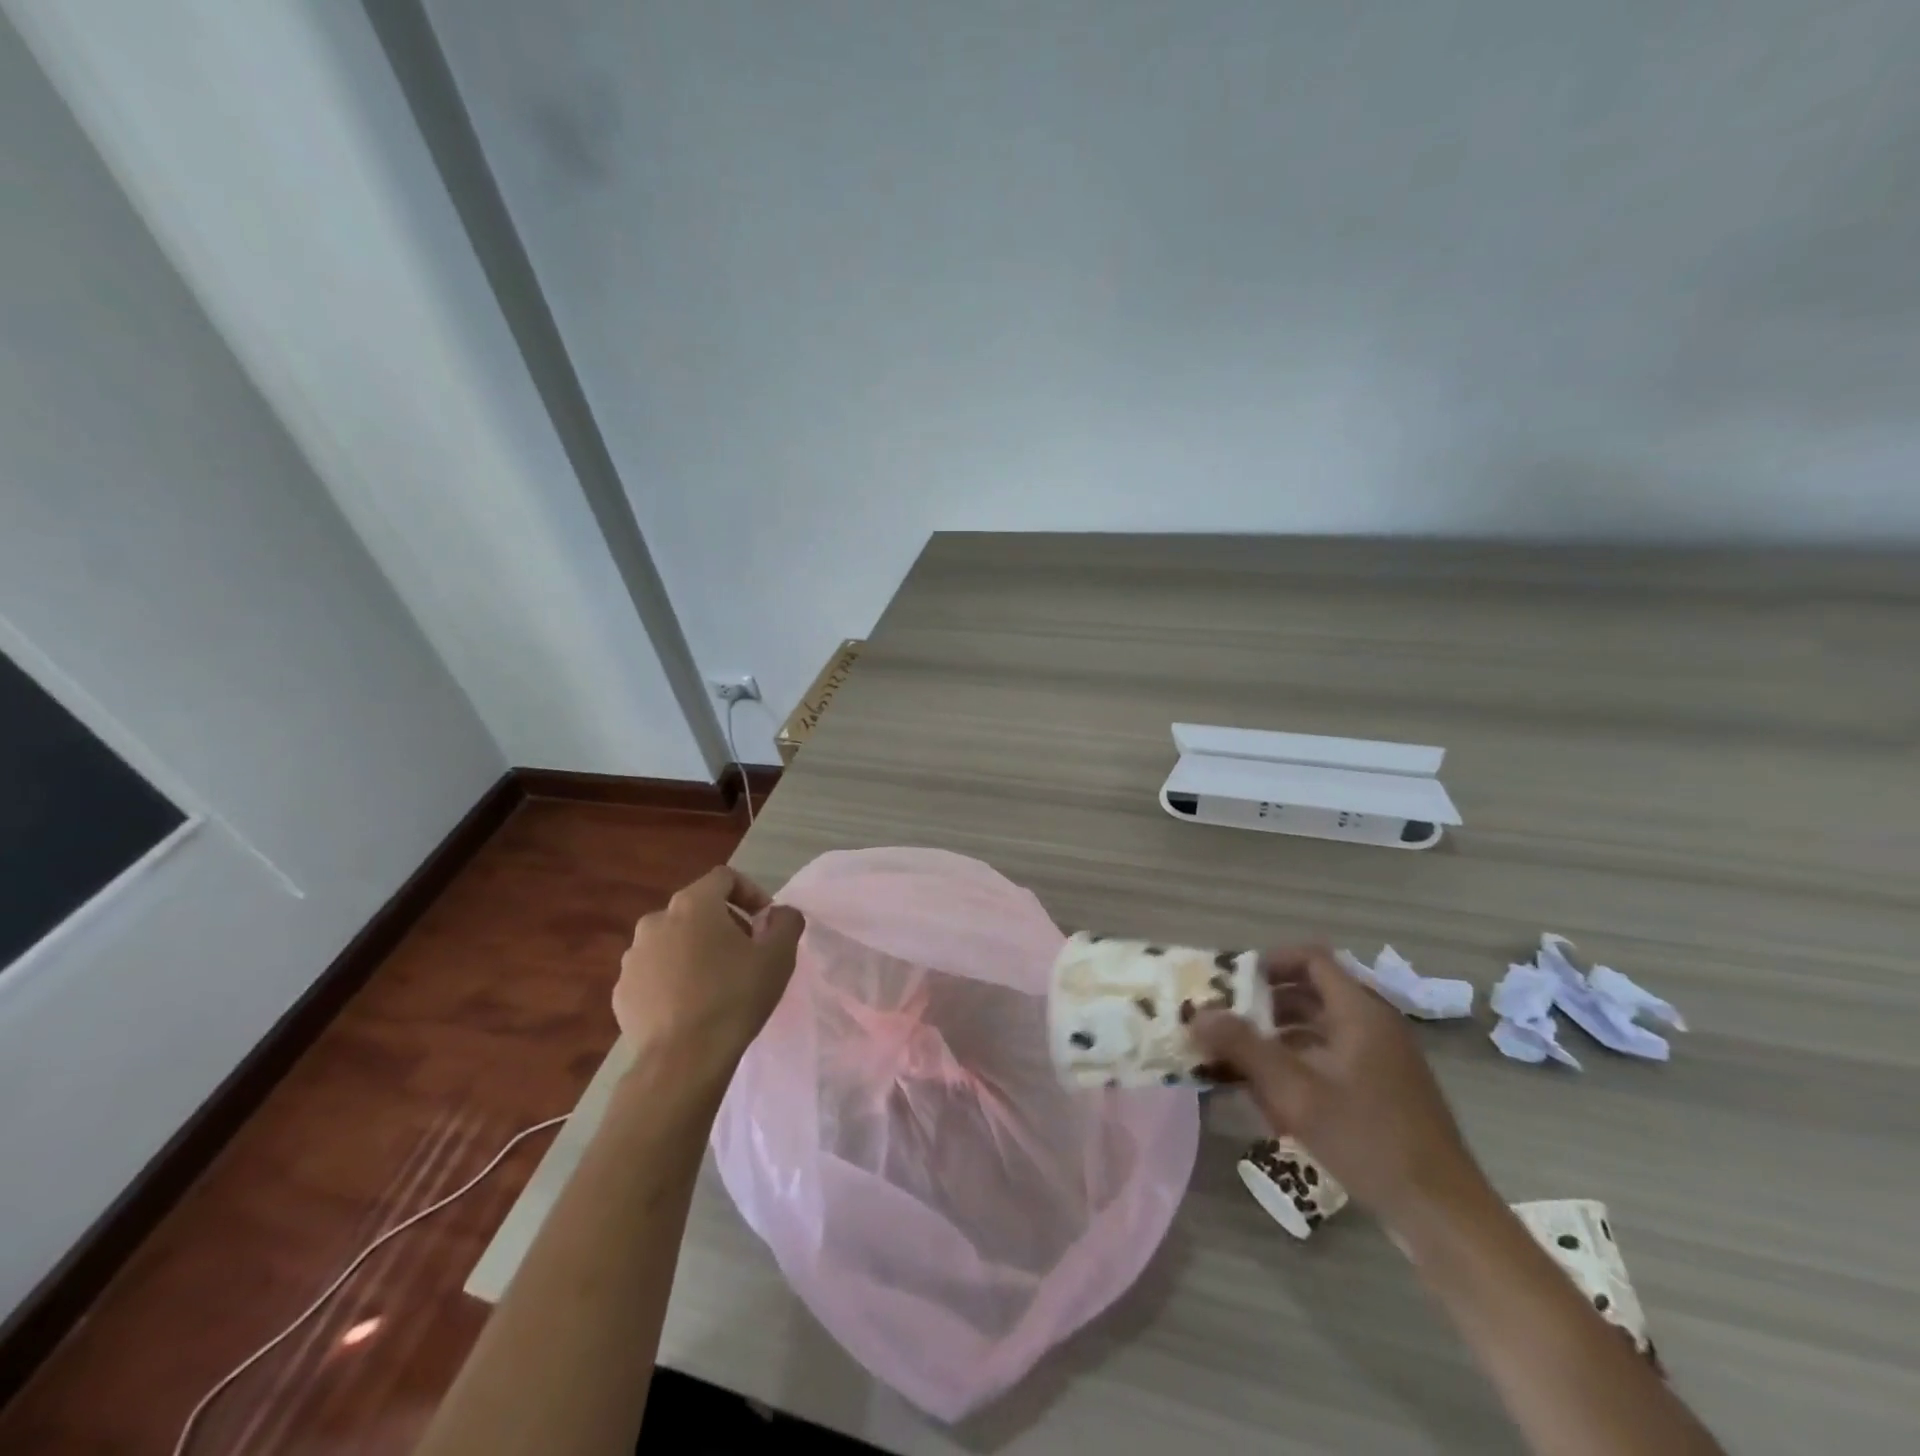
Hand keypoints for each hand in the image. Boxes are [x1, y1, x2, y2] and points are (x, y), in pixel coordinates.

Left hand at [613, 866, 804, 1094]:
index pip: (724, 878)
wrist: (683, 1061)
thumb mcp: (779, 955)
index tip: (765, 923)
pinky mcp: (621, 991)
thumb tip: (778, 914)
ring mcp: (633, 957)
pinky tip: (690, 1006)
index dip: (751, 893)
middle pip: (697, 909)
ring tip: (716, 983)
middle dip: (724, 924)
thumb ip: (786, 921)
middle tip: (745, 954)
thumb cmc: (735, 997)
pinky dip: (673, 978)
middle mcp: (656, 921)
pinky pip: (654, 972)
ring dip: (695, 951)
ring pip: (673, 941)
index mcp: (693, 904)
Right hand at [1193, 945, 1488, 1231]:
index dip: (1270, 962)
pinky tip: (1271, 1097)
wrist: (1442, 1214)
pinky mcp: (1382, 1089)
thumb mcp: (1295, 1092)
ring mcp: (1381, 1059)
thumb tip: (1196, 1014)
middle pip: (1311, 993)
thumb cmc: (1367, 1140)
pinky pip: (1330, 1058)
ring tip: (1238, 1059)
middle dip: (1263, 1003)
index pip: (1311, 959)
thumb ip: (1242, 1047)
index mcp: (1360, 1012)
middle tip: (1225, 1019)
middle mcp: (1373, 1025)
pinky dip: (1298, 1063)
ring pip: (1318, 1028)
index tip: (1233, 982)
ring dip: (1277, 1036)